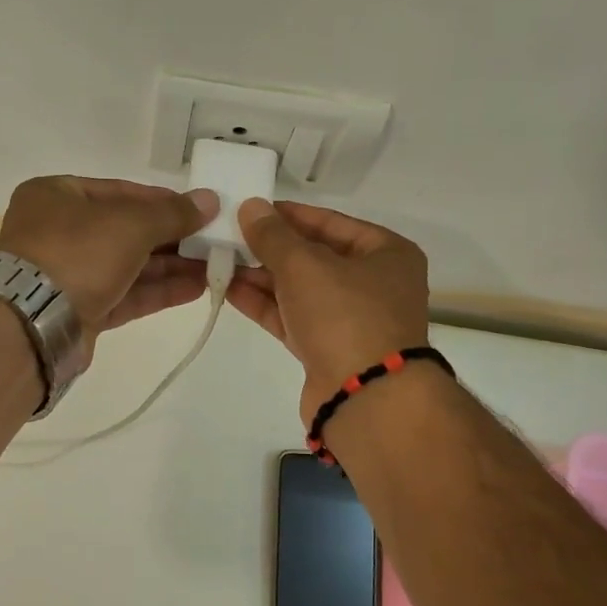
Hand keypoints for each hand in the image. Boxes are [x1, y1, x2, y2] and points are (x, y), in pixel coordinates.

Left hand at [0, 177, 218, 351]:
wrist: (34, 323)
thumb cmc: (77, 254)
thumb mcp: (131, 224)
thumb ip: (173, 214)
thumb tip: (211, 200)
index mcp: (57, 196)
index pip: (120, 191)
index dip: (163, 201)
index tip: (199, 210)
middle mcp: (59, 232)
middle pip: (126, 231)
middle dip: (172, 238)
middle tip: (213, 241)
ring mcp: (68, 275)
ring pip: (128, 266)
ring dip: (171, 267)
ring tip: (214, 266)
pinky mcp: (80, 311)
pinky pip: (125, 295)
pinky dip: (157, 291)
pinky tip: (196, 288)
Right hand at [228, 199, 429, 422]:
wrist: (365, 398)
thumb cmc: (345, 316)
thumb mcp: (305, 266)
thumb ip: (273, 236)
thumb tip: (250, 207)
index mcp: (386, 253)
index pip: (330, 222)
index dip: (288, 215)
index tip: (250, 210)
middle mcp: (374, 284)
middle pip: (314, 257)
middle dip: (270, 249)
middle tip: (228, 237)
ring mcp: (351, 320)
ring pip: (301, 290)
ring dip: (262, 277)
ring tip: (220, 262)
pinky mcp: (328, 350)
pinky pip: (293, 318)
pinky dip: (265, 305)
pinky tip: (230, 290)